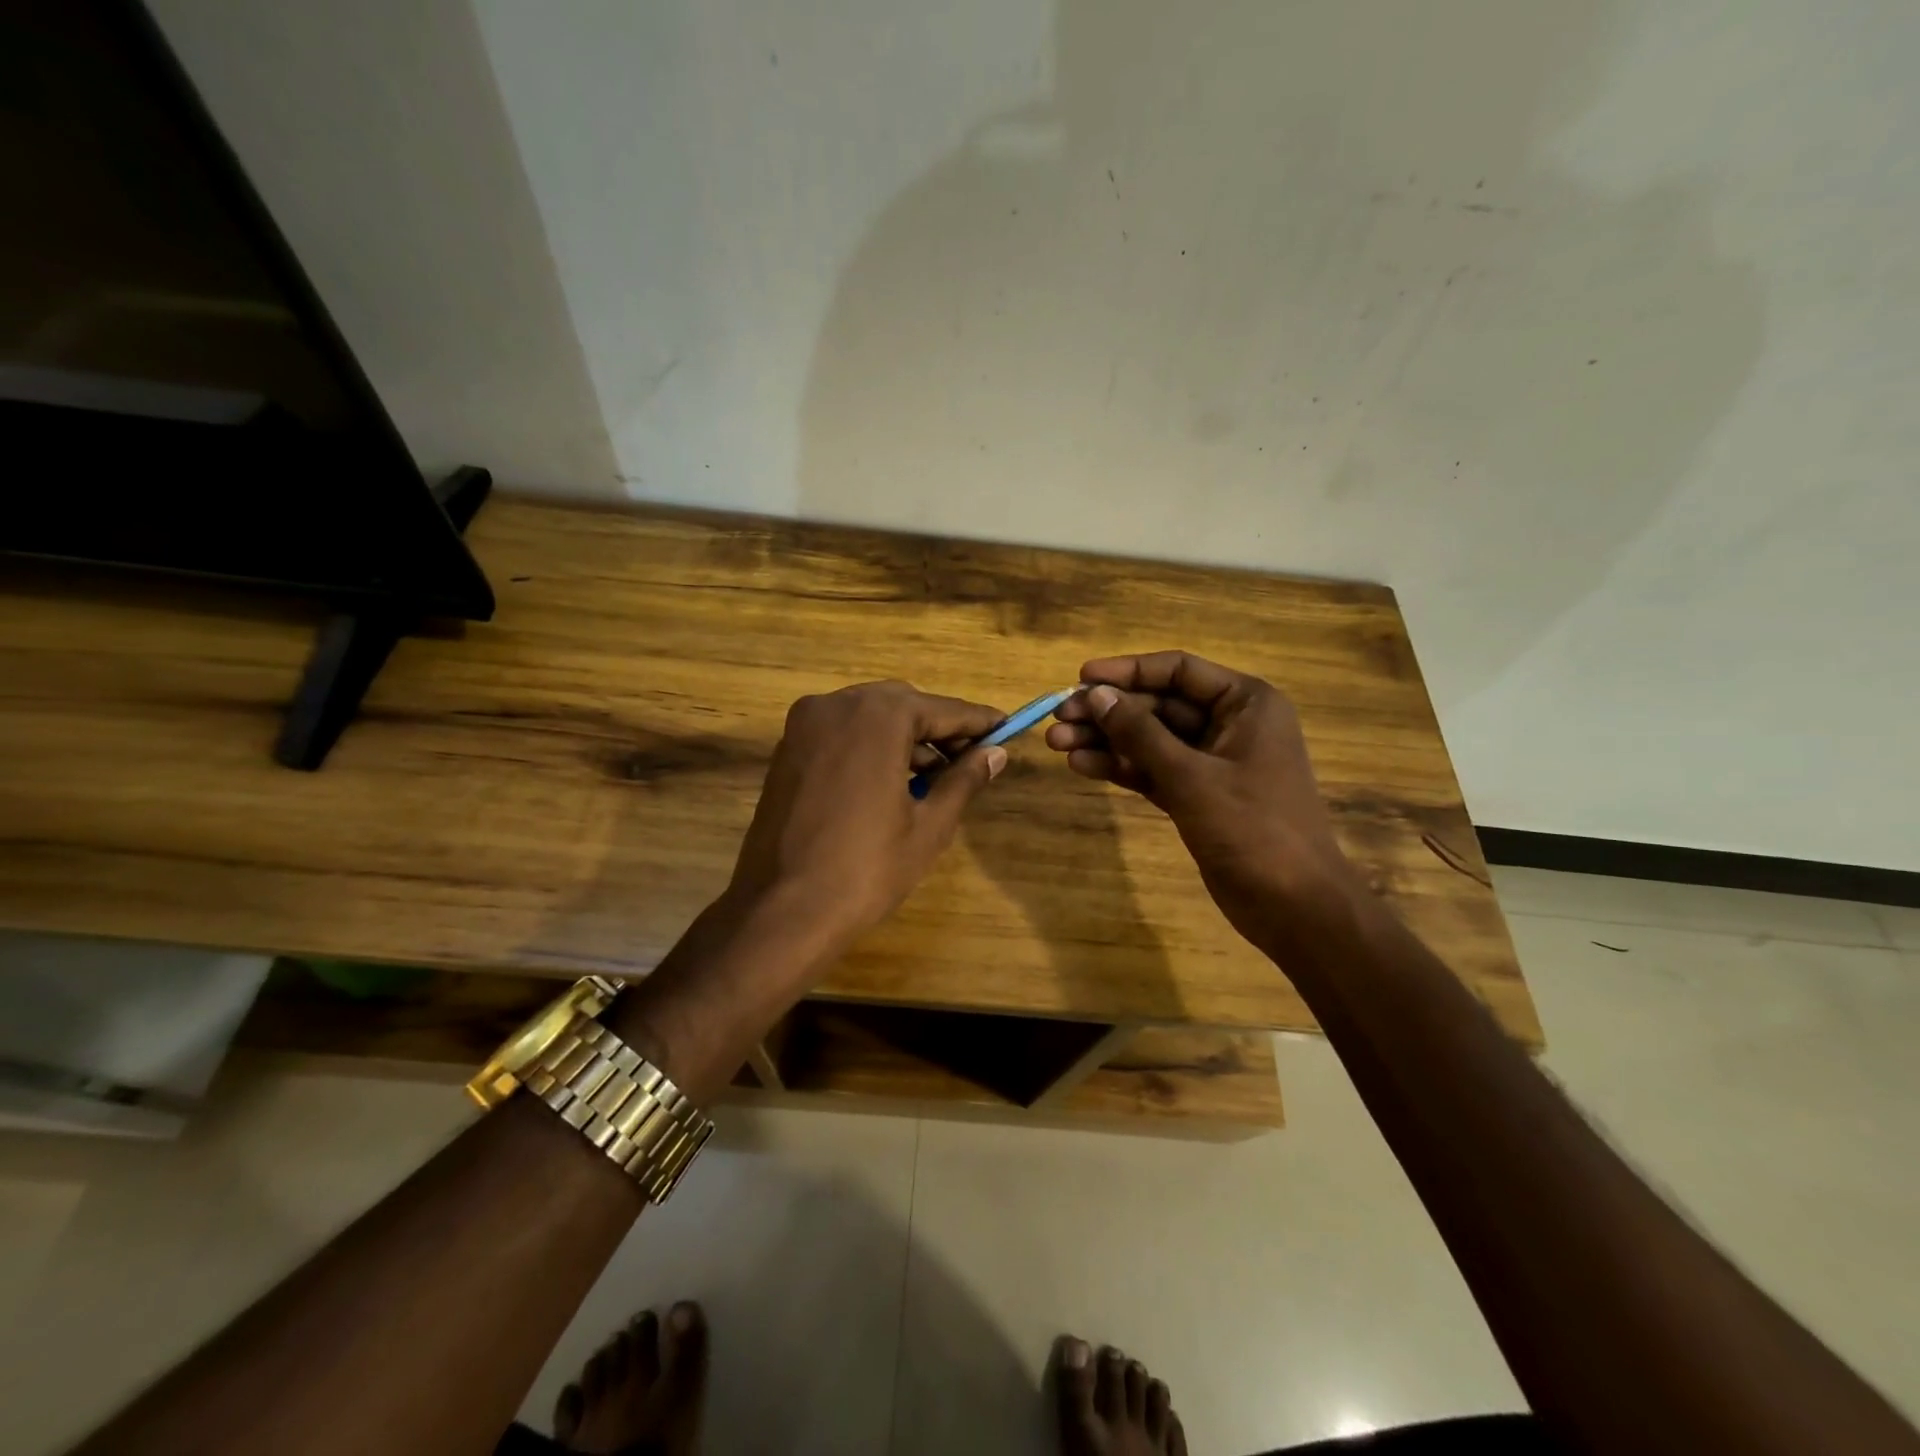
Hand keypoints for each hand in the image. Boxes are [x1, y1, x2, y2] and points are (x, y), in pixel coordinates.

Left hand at [724, 681, 1007, 949]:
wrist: (783, 910)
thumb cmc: (867, 868)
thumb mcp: (929, 825)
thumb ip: (964, 779)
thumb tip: (995, 754)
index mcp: (878, 716)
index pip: (942, 709)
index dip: (978, 722)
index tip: (1006, 728)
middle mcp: (837, 704)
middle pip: (903, 706)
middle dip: (938, 730)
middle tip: (970, 759)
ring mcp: (805, 724)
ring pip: (870, 717)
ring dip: (904, 739)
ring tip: (934, 779)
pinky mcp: (787, 749)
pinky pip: (841, 734)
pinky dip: (871, 747)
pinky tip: (891, 782)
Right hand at [1045, 651, 1356, 951]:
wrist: (1294, 907)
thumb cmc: (1253, 829)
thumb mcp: (1191, 776)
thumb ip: (1140, 733)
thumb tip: (1095, 694)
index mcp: (1246, 703)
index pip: (1178, 671)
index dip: (1127, 671)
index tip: (1080, 677)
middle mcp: (1229, 724)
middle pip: (1158, 706)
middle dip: (1108, 712)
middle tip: (1058, 717)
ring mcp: (1212, 763)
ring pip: (1150, 740)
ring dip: (1106, 741)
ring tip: (1057, 743)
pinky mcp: (1197, 796)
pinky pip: (1152, 770)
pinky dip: (1120, 768)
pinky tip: (1082, 765)